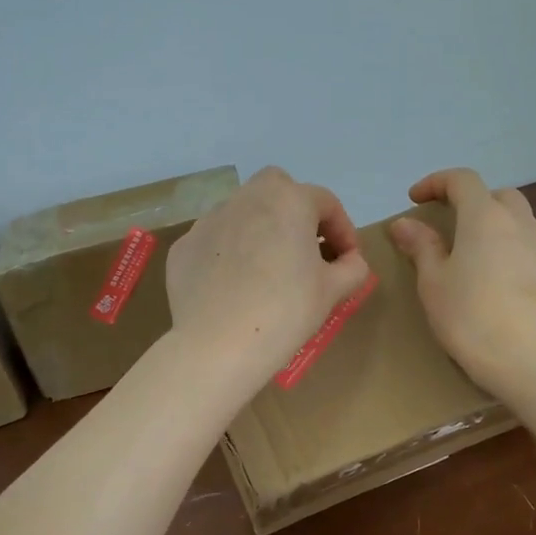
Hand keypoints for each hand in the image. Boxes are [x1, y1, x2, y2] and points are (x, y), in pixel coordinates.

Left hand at [166, 166, 370, 388]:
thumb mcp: (332, 292)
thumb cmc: (284, 312)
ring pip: (242, 212)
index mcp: (288, 201)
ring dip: (260, 231)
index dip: (343, 230)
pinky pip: (216, 241)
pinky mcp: (184, 246)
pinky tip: (234, 287)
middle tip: (305, 249)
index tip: (347, 260)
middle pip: (278, 189)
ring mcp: (209, 220)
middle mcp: (246, 199)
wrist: (216, 345)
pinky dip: (229, 253)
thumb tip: (350, 261)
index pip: (326, 203)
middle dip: (296, 211)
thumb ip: (352, 268)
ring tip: (268, 271)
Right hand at [388, 168, 535, 394]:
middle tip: (456, 230)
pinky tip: (513, 298)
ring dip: (503, 236)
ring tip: (484, 267)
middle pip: (502, 197)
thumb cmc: (470, 317)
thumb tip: (405, 223)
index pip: (462, 180)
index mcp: (486, 219)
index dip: (437, 182)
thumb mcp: (434, 284)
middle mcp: (524, 227)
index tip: (416, 199)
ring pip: (526, 230)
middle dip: (476, 204)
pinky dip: (523, 266)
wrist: (532, 362)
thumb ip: (422, 247)